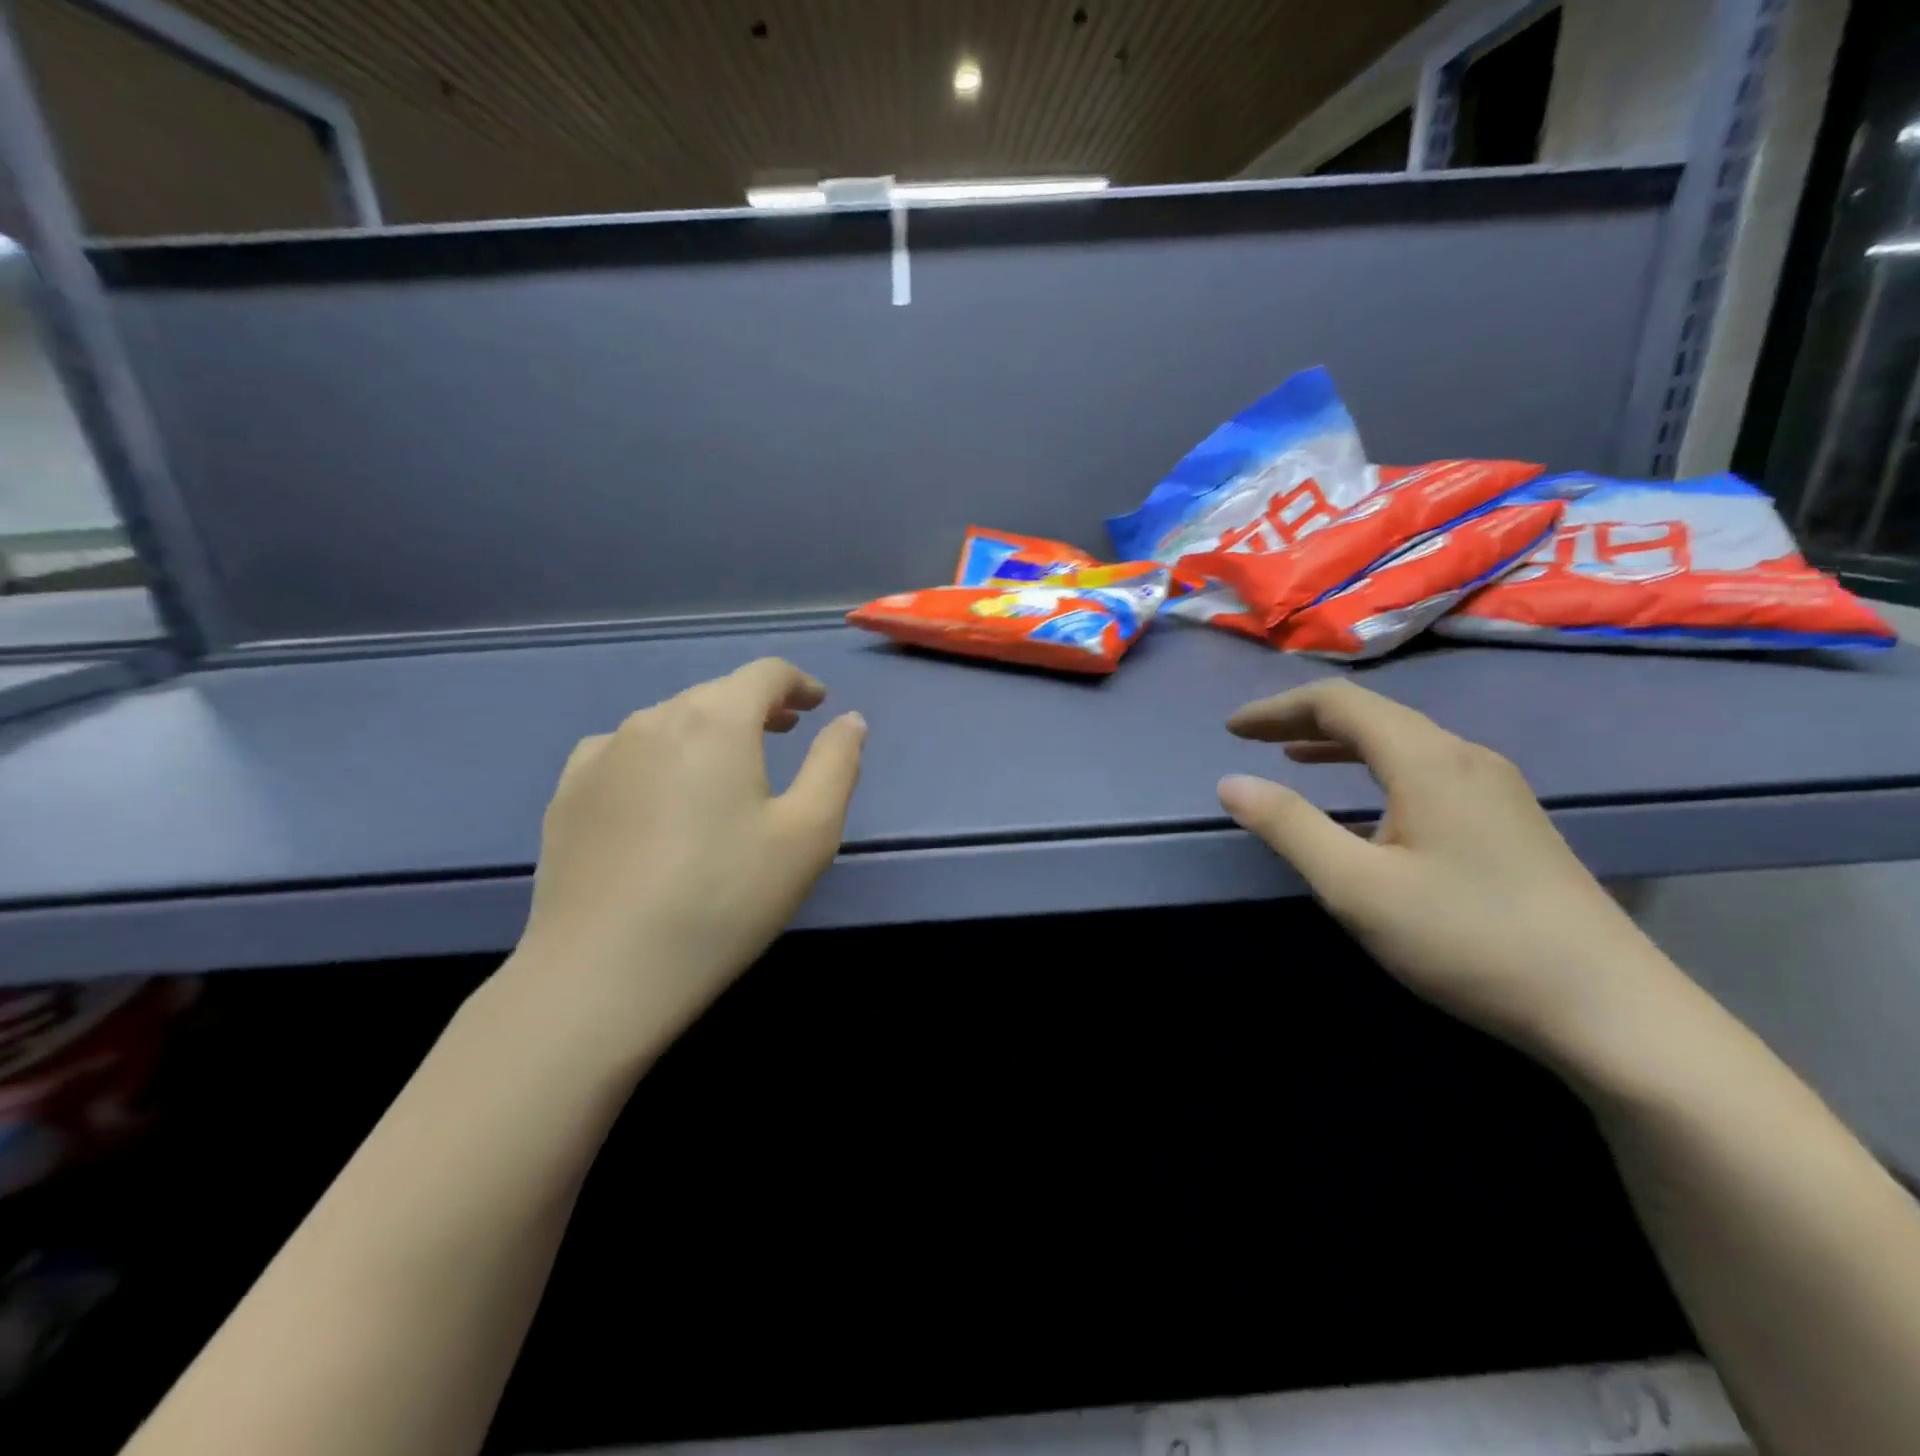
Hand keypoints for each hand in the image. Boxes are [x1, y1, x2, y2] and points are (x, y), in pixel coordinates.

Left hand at [514, 658, 865, 1051]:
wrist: (603, 972)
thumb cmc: (725, 898)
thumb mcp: (809, 833)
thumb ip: (836, 764)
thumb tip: (849, 720)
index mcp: (716, 720)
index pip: (765, 674)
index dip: (799, 683)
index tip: (817, 705)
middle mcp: (653, 719)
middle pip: (716, 695)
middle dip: (756, 708)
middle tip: (784, 734)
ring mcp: (601, 754)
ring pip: (669, 723)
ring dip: (707, 734)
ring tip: (726, 773)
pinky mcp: (568, 793)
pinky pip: (625, 755)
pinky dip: (658, 761)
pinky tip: (661, 801)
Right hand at [1216, 679, 1680, 1061]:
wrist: (1609, 1009)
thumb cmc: (1467, 939)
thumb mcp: (1356, 887)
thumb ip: (1288, 827)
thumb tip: (1231, 782)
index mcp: (1428, 759)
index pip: (1338, 703)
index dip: (1277, 709)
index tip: (1231, 730)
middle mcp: (1465, 757)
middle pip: (1372, 715)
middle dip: (1303, 720)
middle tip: (1252, 739)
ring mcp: (1495, 788)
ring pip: (1402, 742)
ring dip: (1340, 744)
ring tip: (1294, 757)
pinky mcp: (1509, 820)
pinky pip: (1426, 770)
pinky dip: (1375, 769)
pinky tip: (1365, 803)